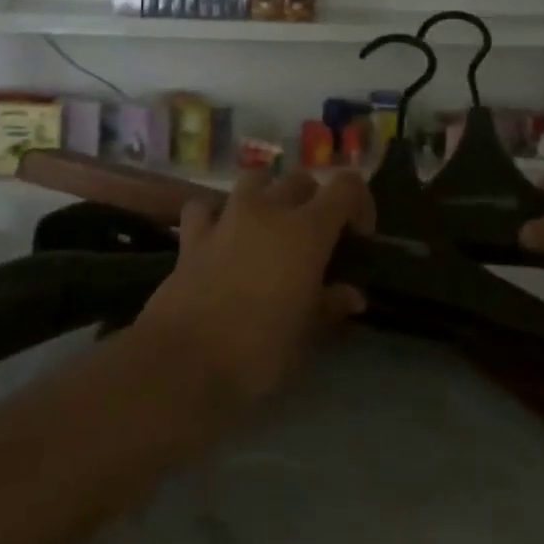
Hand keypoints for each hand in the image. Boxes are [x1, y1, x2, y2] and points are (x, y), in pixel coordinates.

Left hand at [133, 169, 373, 413]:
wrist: (184, 364)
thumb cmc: (259, 352)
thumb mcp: (308, 336)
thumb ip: (331, 306)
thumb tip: (351, 294)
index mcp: (307, 230)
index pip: (346, 186)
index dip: (359, 202)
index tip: (358, 236)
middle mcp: (269, 210)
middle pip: (300, 179)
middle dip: (314, 199)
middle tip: (315, 239)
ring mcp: (227, 218)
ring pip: (254, 180)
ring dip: (267, 194)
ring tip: (269, 227)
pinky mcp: (192, 236)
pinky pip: (205, 207)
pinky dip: (214, 215)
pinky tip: (218, 236)